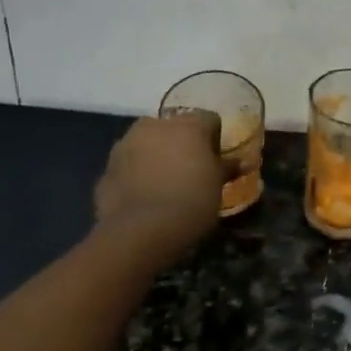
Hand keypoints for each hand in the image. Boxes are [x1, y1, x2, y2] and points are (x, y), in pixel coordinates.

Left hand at [92, 111, 227, 268]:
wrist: (141, 231)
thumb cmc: (192, 201)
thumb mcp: (218, 186)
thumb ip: (228, 168)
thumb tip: (244, 162)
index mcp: (188, 125)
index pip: (208, 119)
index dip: (214, 139)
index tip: (216, 160)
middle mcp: (155, 126)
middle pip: (173, 127)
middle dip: (181, 143)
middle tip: (190, 169)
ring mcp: (126, 144)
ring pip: (146, 143)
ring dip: (155, 155)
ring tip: (164, 183)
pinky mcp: (107, 167)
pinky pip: (128, 165)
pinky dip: (136, 174)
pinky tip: (144, 196)